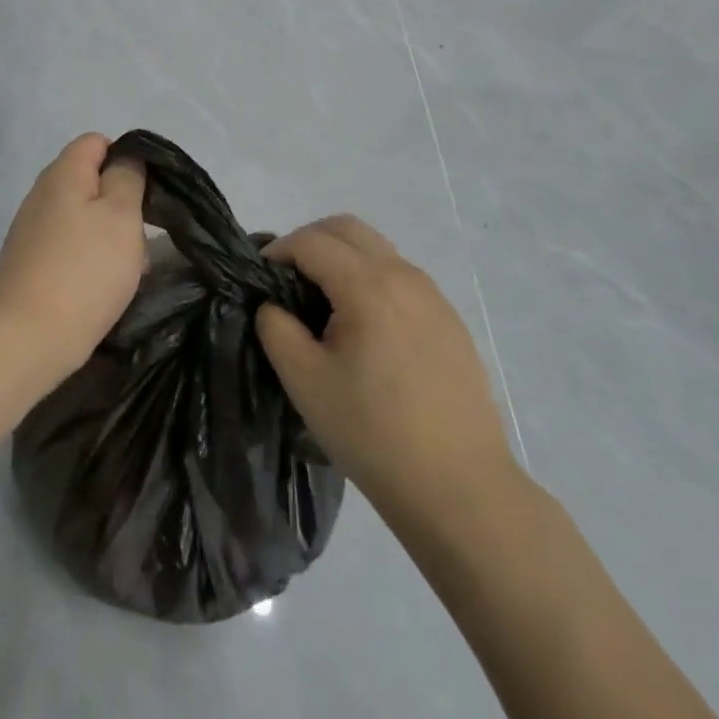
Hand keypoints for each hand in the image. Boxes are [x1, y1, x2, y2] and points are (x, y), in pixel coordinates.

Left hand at [0, 134, 146, 393]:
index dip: (126, 158)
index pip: (97, 141)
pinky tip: (99, 285)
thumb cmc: (84, 271)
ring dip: (106, 235)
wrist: (26, 338)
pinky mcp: (28, 262)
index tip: (147, 192)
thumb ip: (127, 177)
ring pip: (81, 217)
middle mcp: (41, 193)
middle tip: (140, 234)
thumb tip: (125, 158)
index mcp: (63, 173)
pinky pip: (68, 246)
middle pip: (89, 180)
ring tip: (124, 266)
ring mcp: (31, 229)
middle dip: (120, 202)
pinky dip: (87, 258)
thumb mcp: (121, 215)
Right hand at [256, 216, 517, 516]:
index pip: (310, 241)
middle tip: (286, 280)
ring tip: (322, 305)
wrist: (460, 489)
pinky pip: (400, 277)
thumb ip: (276, 327)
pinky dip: (369, 279)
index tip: (259, 280)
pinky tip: (363, 329)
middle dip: (308, 242)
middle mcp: (405, 276)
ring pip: (377, 249)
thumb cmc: (373, 433)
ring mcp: (433, 297)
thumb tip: (273, 304)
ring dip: (341, 258)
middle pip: (346, 229)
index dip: (277, 251)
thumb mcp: (304, 381)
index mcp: (368, 285)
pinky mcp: (449, 321)